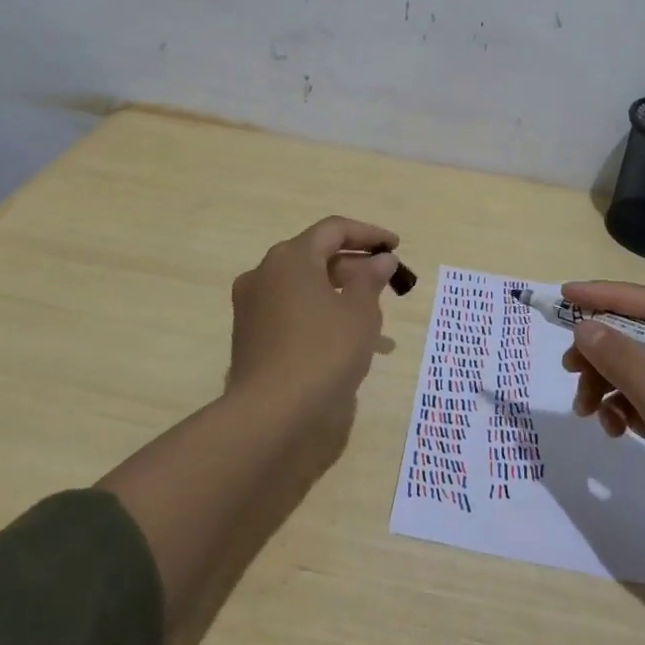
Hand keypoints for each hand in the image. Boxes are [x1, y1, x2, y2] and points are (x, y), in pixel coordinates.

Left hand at [228, 216, 402, 449]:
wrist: (269, 414)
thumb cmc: (322, 351)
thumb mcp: (359, 312)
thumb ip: (372, 279)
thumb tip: (381, 259)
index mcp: (291, 257)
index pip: (334, 230)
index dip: (369, 234)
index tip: (396, 247)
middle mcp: (265, 272)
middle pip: (316, 255)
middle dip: (354, 266)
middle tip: (386, 282)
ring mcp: (252, 304)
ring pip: (304, 285)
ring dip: (339, 293)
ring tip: (374, 318)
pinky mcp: (249, 334)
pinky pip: (291, 310)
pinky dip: (319, 313)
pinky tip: (344, 339)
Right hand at [561, 280, 644, 593]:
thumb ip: (631, 368)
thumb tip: (585, 326)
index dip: (609, 297)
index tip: (566, 297)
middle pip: (642, 338)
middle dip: (602, 348)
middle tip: (568, 366)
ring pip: (636, 372)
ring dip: (605, 382)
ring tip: (585, 409)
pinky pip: (640, 404)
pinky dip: (618, 409)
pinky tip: (609, 429)